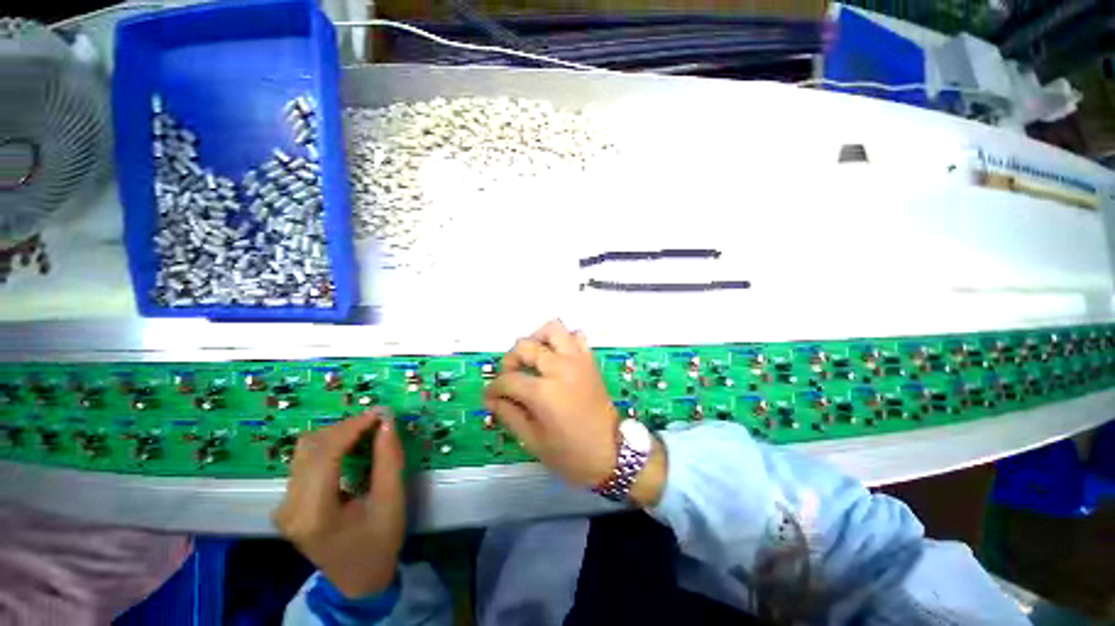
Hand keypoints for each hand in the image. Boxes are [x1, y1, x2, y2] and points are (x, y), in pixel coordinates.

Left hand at [272, 409, 404, 598]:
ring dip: (337, 434)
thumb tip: (387, 422)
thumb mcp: (391, 501)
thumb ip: (388, 460)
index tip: (379, 413)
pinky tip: (350, 446)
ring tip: (366, 431)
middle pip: (311, 448)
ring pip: (305, 450)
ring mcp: (284, 506)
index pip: (325, 455)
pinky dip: (329, 446)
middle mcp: (290, 507)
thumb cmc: (379, 542)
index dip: (352, 427)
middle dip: (346, 428)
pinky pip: (304, 460)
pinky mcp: (287, 503)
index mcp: (314, 514)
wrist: (357, 579)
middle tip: (377, 421)